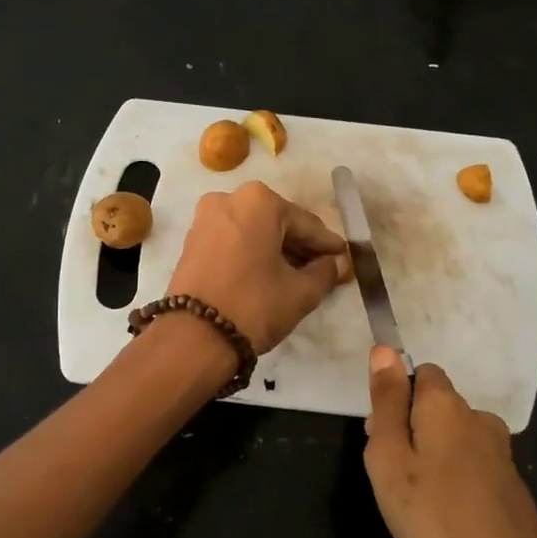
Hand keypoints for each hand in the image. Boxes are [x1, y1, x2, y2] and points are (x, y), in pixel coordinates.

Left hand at [167, 181, 346, 353]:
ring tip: (298, 276)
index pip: (306, 224)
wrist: (193, 338)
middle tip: (324, 269)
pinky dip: (252, 254)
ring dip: (276, 251)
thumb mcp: (301, 292)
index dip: (328, 245)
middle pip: (277, 223)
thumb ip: (325, 272)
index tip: (344, 257)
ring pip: (254, 232)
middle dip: (300, 247)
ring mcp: (205, 219)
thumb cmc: (254, 306)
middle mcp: (229, 199)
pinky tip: (268, 275)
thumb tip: (336, 263)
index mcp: (259, 201)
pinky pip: (233, 241)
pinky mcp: (191, 242)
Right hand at [364, 348, 536, 537]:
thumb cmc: (433, 517)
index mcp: (447, 406)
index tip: (383, 440)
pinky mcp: (512, 488)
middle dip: (410, 436)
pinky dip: (452, 492)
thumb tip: (384, 349)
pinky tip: (443, 533)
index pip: (421, 373)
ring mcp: (501, 455)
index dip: (396, 399)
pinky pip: (469, 476)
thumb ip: (386, 402)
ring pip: (450, 446)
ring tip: (415, 516)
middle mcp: (479, 419)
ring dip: (429, 468)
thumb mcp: (389, 459)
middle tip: (394, 485)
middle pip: (434, 411)